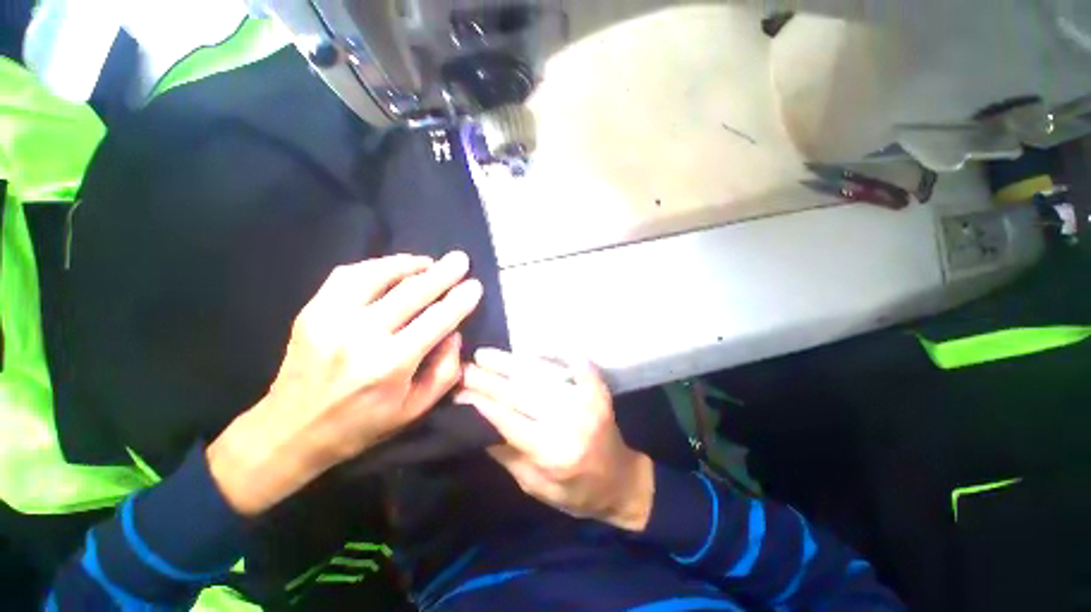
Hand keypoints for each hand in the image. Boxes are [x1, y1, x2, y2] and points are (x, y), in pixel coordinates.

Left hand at [208, 252, 482, 515]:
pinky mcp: (311, 312)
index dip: (460, 300)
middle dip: (442, 273)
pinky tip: (392, 269)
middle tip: (461, 259)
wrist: (290, 431)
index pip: (437, 321)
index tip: (475, 285)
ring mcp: (331, 319)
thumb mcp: (415, 410)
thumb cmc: (362, 425)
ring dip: (408, 264)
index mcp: (390, 365)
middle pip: (411, 292)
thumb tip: (455, 333)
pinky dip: (375, 266)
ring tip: (428, 263)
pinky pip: (346, 276)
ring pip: (376, 275)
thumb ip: (445, 371)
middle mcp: (360, 336)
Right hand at [457, 351, 654, 531]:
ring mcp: (587, 400)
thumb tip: (476, 421)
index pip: (508, 420)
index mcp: (553, 453)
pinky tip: (533, 348)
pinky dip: (554, 353)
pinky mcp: (598, 389)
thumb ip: (506, 453)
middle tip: (465, 367)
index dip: (481, 403)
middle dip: (489, 379)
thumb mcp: (534, 486)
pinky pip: (574, 363)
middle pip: (521, 393)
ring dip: (510, 363)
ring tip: (486, 355)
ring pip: (541, 375)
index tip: (459, 390)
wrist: (620, 481)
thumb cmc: (575, 491)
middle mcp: (570, 422)